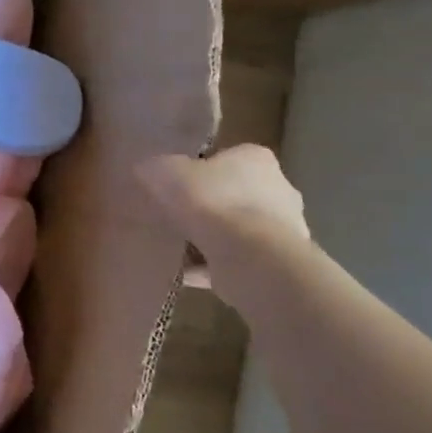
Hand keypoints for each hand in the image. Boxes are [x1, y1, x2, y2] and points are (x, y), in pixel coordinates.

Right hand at [138, 146, 307, 306]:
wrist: (249, 256)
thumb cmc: (210, 201)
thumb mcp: (166, 172)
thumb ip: (156, 167)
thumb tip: (147, 169)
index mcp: (254, 158)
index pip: (223, 158)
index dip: (196, 172)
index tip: (174, 187)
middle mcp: (278, 187)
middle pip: (233, 194)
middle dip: (207, 206)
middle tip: (174, 218)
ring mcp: (284, 227)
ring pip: (237, 228)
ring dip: (211, 238)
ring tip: (178, 249)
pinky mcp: (278, 261)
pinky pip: (238, 259)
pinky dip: (215, 266)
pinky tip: (187, 274)